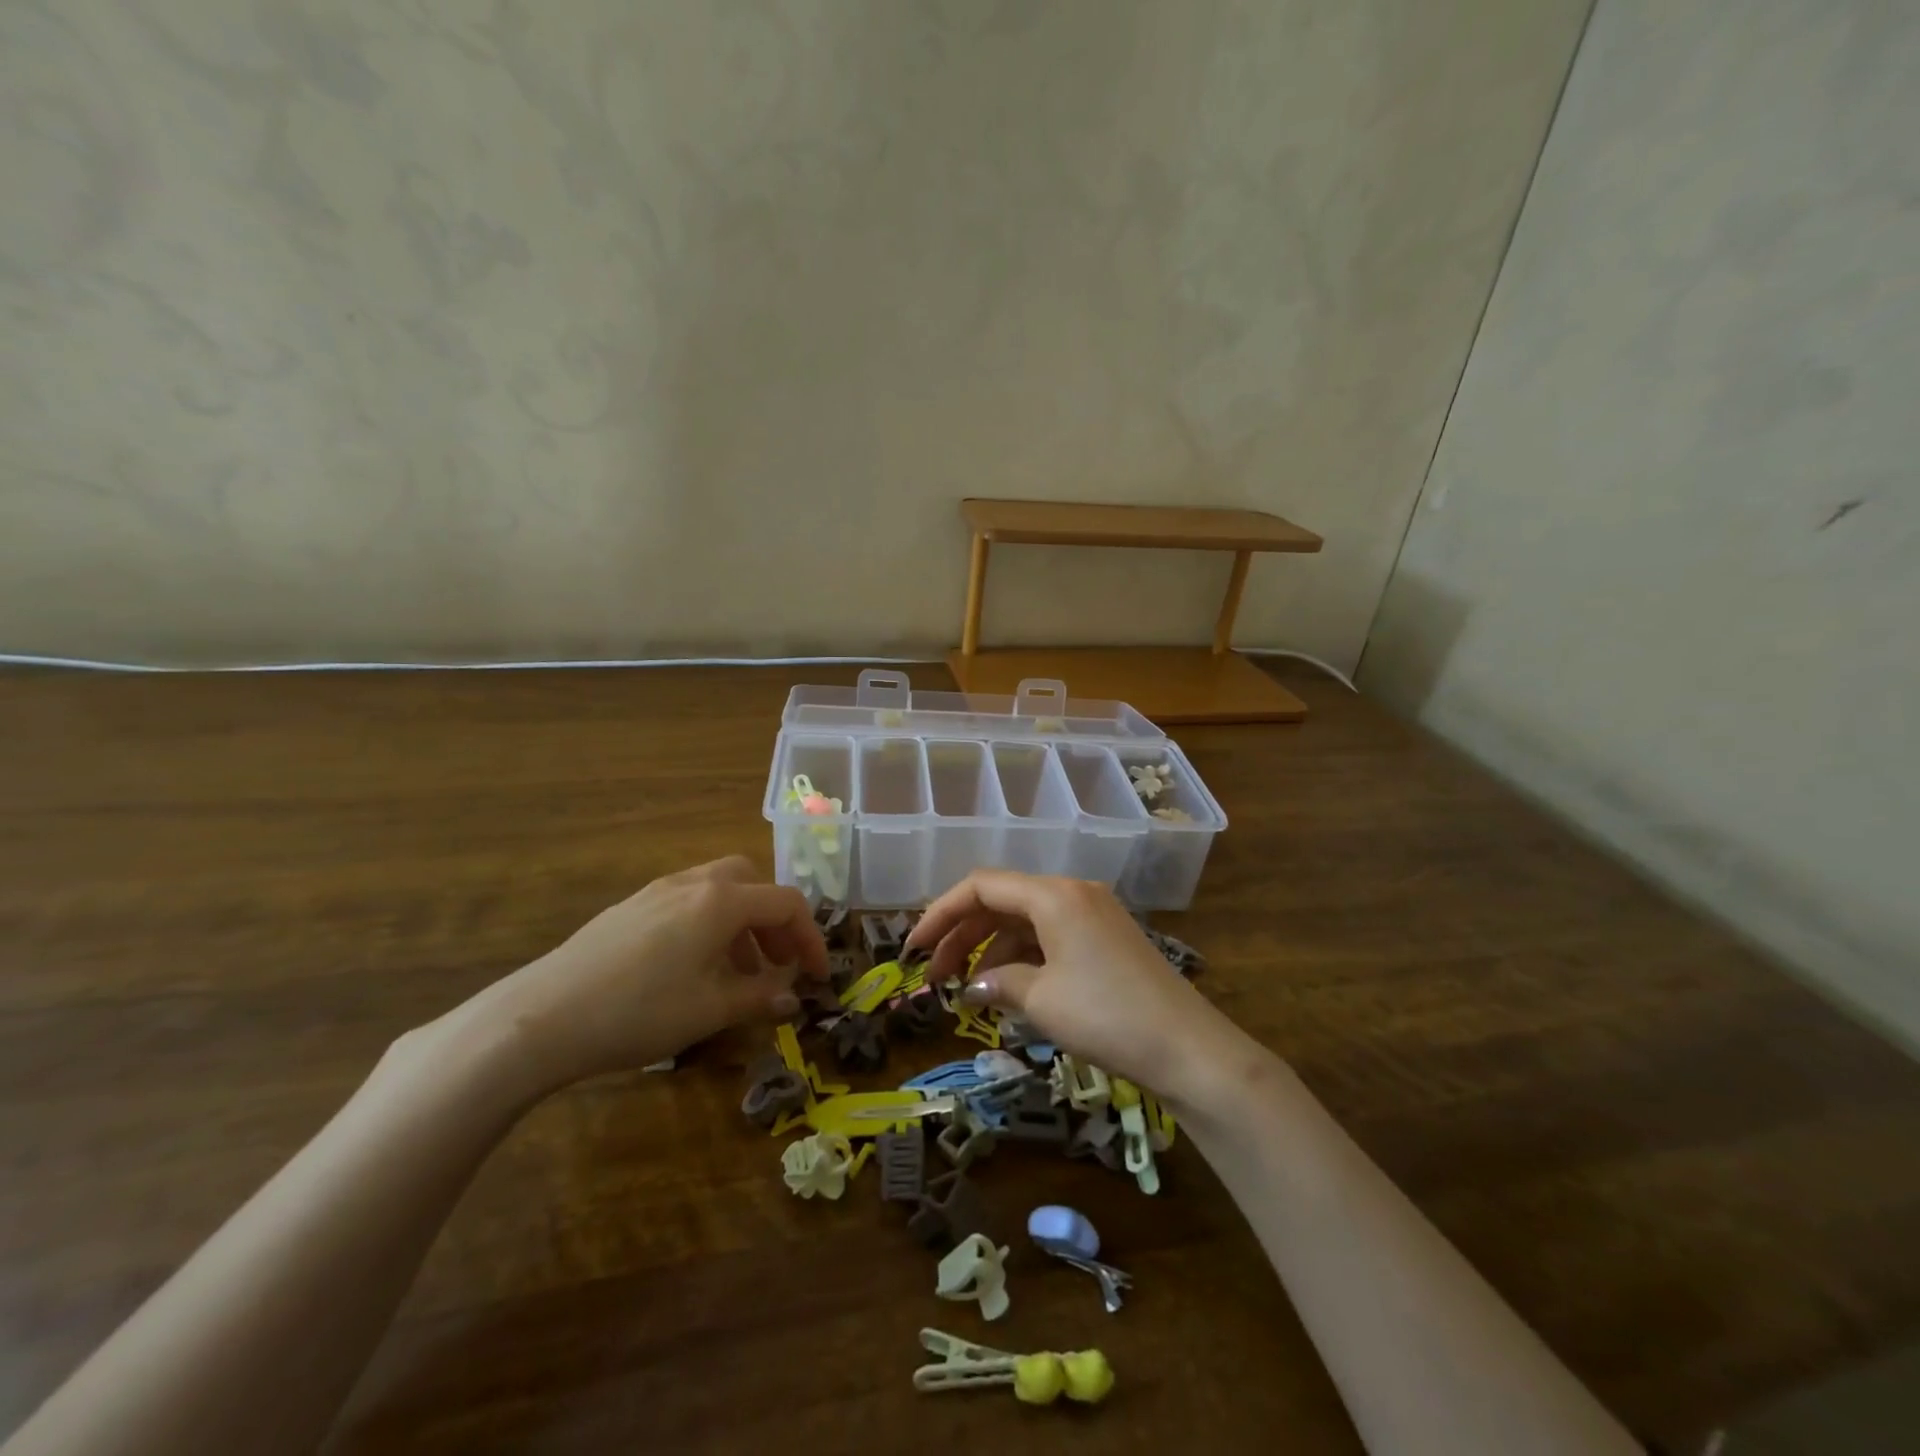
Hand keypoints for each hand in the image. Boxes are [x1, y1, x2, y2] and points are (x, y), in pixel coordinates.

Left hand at [463, 857, 829, 1097]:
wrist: (541, 1017)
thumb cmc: (639, 1011)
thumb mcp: (710, 1010)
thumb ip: (759, 998)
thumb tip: (792, 997)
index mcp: (721, 901)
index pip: (786, 903)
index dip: (811, 939)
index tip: (819, 977)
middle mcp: (693, 883)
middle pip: (752, 883)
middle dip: (773, 921)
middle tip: (777, 963)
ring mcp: (656, 892)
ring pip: (718, 891)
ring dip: (741, 924)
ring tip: (736, 975)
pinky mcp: (628, 908)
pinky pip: (686, 903)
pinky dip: (708, 926)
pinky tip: (691, 970)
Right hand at [904, 871, 1241, 1098]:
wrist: (1188, 1049)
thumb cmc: (1106, 1016)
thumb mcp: (1041, 1000)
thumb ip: (997, 982)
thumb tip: (972, 986)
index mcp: (1053, 894)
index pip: (982, 886)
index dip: (940, 913)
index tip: (912, 948)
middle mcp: (1072, 892)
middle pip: (1002, 900)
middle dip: (963, 934)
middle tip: (934, 975)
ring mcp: (1093, 913)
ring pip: (1026, 920)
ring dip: (992, 949)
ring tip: (970, 990)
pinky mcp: (1107, 937)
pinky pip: (1051, 935)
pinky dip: (1024, 957)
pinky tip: (1010, 989)